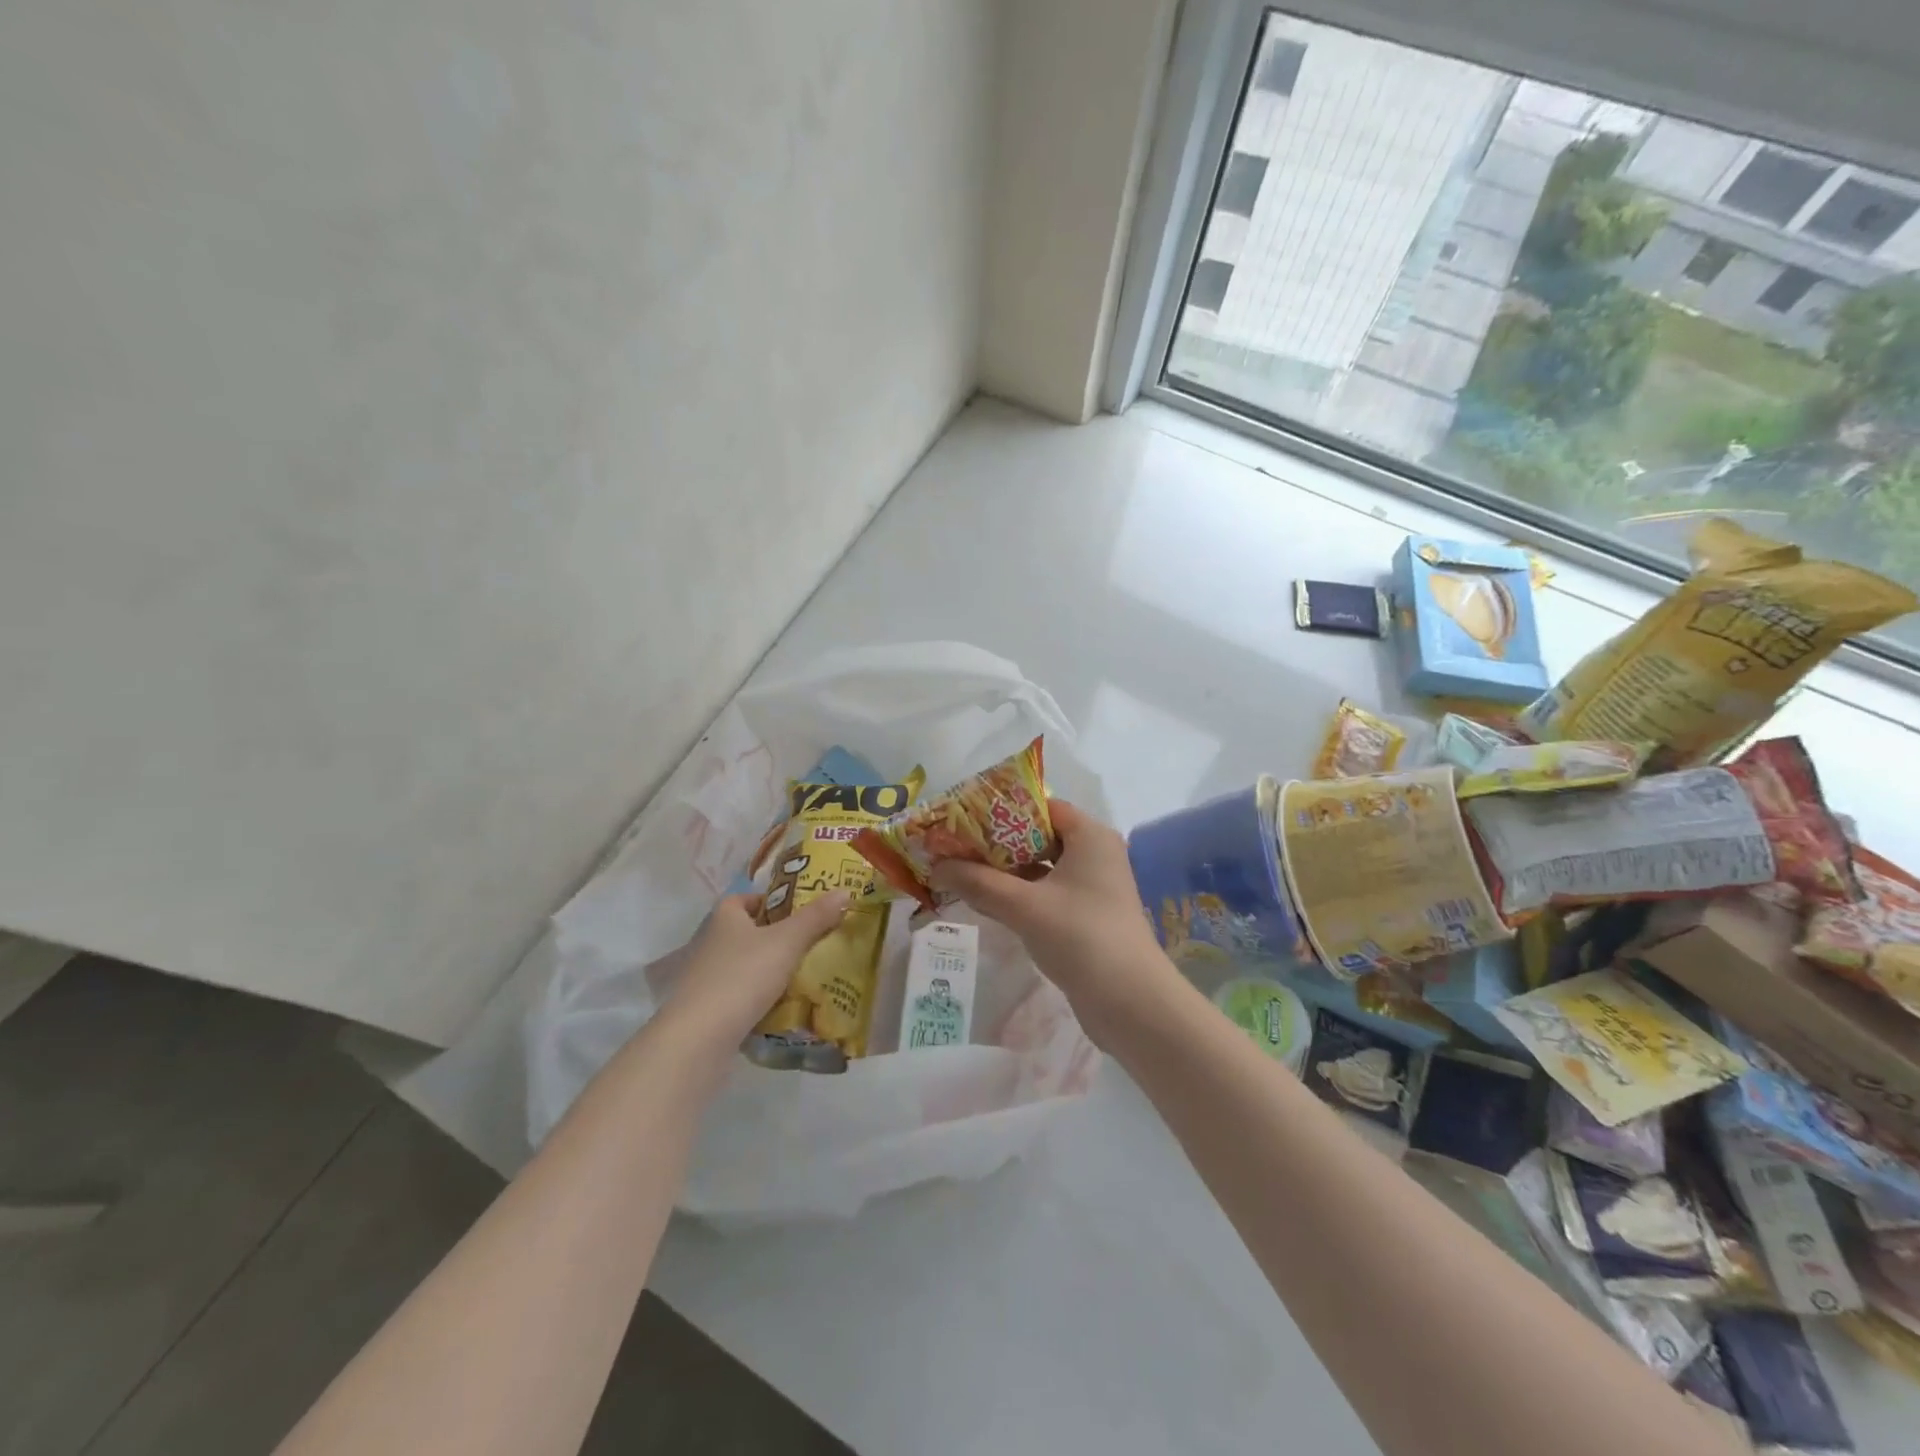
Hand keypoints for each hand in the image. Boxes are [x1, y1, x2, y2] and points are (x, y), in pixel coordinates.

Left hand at [667, 889, 852, 1040]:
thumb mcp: (787, 942)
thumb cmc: (743, 976)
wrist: (699, 1040)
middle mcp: (711, 945)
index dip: (768, 900)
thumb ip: (815, 917)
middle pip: (747, 933)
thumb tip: (845, 891)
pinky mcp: (709, 1013)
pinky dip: (761, 1001)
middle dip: (776, 937)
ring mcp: (707, 981)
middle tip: (812, 942)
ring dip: (770, 971)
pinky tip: (785, 1009)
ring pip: (745, 967)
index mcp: (725, 920)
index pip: (743, 899)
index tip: (797, 910)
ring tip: (806, 976)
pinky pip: (741, 998)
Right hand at [929, 800, 1181, 1047]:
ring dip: (1005, 871)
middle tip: (955, 846)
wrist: (1131, 1003)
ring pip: (1041, 867)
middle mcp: (1094, 854)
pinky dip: (1019, 894)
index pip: (1042, 807)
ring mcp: (1092, 887)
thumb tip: (936, 865)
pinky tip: (986, 902)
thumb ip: (979, 882)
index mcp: (1089, 836)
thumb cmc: (1081, 937)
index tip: (965, 818)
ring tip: (961, 872)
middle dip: (997, 843)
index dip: (1003, 810)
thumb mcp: (1024, 906)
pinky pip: (1046, 893)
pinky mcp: (1086, 916)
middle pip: (1038, 836)